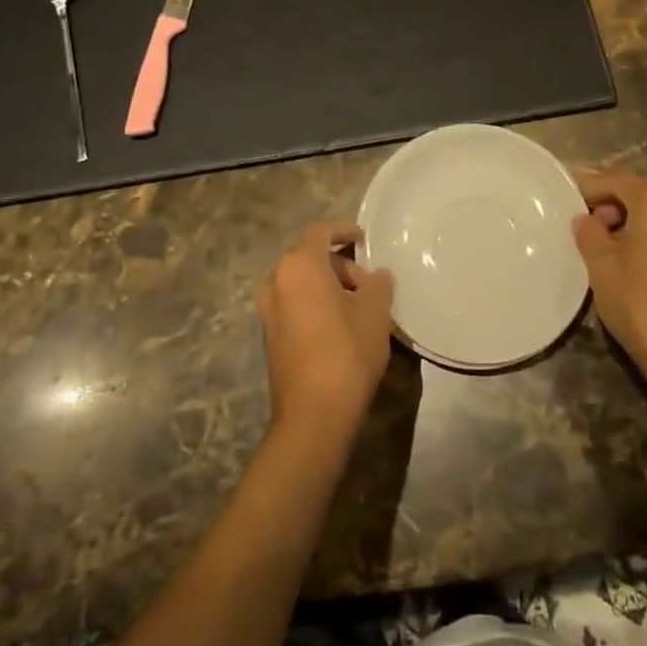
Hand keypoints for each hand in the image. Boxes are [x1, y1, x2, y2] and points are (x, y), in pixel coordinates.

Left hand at [257, 224, 394, 439]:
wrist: (313, 415)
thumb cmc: (346, 350)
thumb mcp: (375, 312)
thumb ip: (378, 284)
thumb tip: (377, 275)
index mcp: (299, 265)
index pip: (321, 232)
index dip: (344, 230)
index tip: (364, 239)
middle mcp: (276, 281)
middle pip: (309, 257)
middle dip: (340, 264)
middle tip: (368, 283)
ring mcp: (268, 311)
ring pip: (301, 283)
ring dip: (327, 285)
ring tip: (358, 305)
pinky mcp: (270, 337)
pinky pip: (294, 305)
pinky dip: (314, 304)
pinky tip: (339, 325)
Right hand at [572, 168, 646, 401]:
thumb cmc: (640, 303)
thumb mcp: (601, 265)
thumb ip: (589, 233)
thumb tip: (586, 219)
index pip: (617, 178)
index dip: (589, 184)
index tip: (567, 194)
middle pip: (641, 189)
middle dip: (611, 197)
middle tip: (584, 215)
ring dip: (629, 215)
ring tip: (603, 238)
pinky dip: (646, 231)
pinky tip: (628, 256)